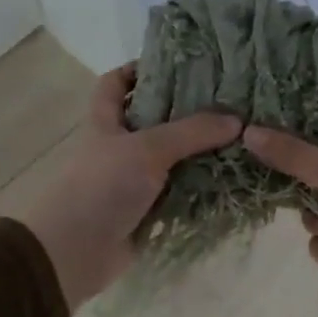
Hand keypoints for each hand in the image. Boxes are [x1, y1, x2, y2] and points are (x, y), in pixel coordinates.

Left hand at [19, 65, 241, 310]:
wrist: (75, 251)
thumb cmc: (102, 187)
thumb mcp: (147, 149)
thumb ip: (192, 132)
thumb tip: (237, 120)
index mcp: (106, 122)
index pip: (115, 83)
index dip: (139, 69)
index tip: (178, 65)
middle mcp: (119, 147)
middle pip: (153, 120)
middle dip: (186, 111)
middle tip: (229, 101)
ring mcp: (132, 181)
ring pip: (171, 159)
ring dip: (200, 153)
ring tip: (241, 137)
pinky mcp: (146, 211)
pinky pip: (178, 193)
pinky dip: (200, 188)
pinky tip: (231, 179)